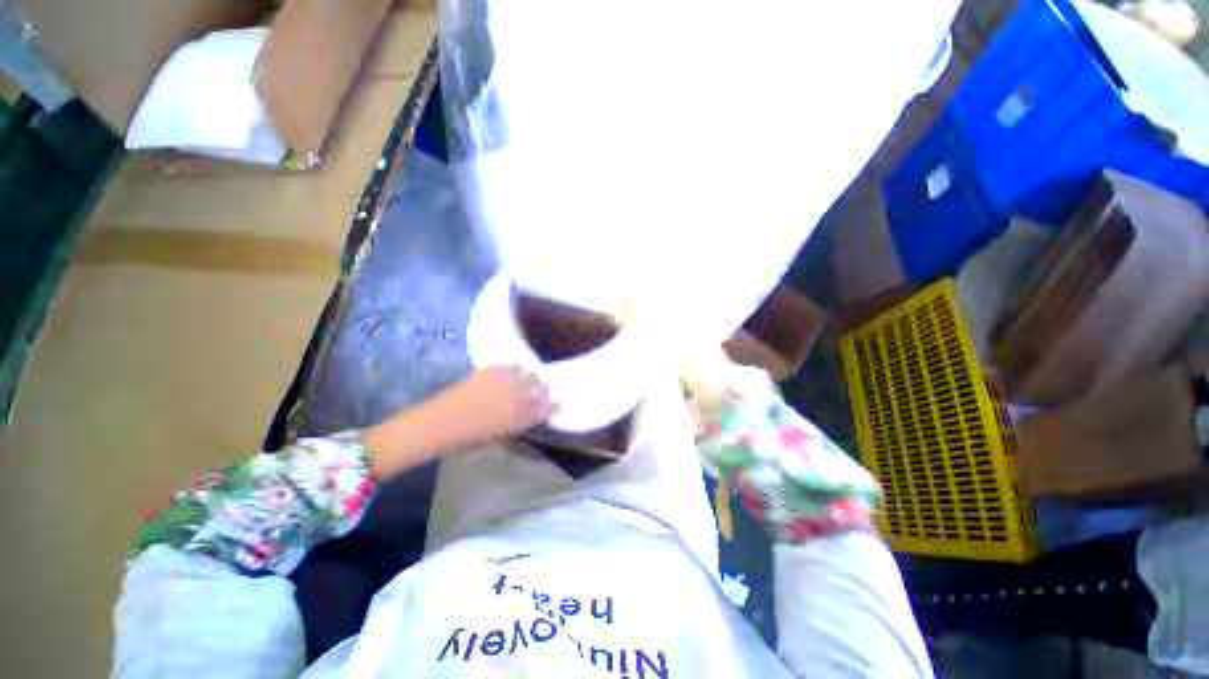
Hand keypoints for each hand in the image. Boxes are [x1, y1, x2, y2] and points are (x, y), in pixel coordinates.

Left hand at [428, 366, 559, 444]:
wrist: (440, 422)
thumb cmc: (469, 437)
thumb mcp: (499, 436)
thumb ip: (519, 425)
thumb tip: (531, 416)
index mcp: (520, 416)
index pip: (546, 408)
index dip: (553, 406)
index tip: (557, 405)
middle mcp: (517, 396)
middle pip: (541, 388)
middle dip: (543, 392)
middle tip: (539, 395)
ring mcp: (505, 380)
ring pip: (529, 374)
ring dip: (530, 380)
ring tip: (524, 384)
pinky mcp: (492, 370)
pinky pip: (512, 367)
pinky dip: (515, 371)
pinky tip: (510, 376)